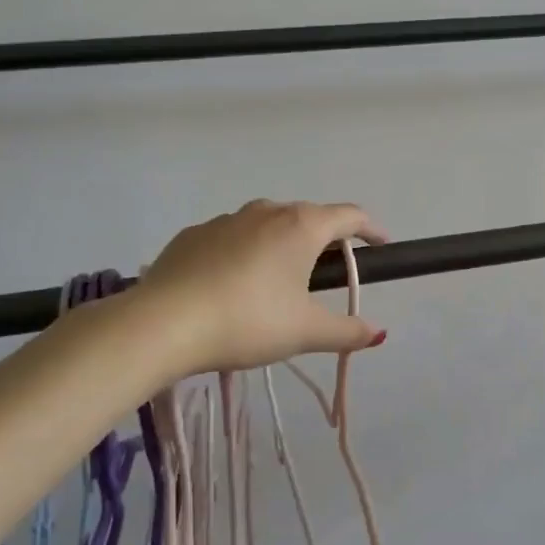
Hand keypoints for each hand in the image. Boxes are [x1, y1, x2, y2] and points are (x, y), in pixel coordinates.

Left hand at [135, 199, 389, 374]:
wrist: (161, 324)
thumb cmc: (248, 321)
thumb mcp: (305, 332)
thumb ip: (347, 331)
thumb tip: (378, 333)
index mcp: (301, 227)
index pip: (350, 216)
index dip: (371, 229)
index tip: (382, 246)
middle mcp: (267, 212)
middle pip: (309, 217)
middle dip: (325, 239)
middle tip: (329, 272)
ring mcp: (225, 220)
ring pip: (267, 224)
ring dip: (282, 244)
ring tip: (278, 280)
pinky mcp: (192, 235)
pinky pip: (231, 238)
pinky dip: (244, 253)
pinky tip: (233, 285)